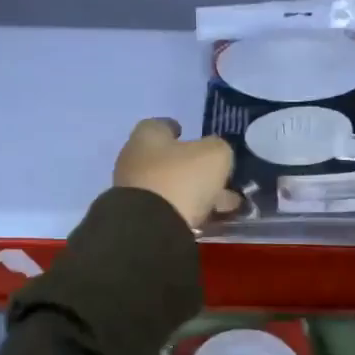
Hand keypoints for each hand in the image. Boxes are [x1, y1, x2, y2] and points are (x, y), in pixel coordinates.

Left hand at [114, 118, 237, 229]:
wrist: (150, 229)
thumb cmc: (181, 179)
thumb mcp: (214, 155)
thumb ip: (218, 148)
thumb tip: (215, 154)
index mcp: (147, 136)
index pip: (160, 125)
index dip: (177, 129)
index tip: (192, 137)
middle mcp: (133, 159)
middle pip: (167, 159)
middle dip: (193, 168)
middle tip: (218, 178)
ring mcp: (132, 191)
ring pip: (169, 186)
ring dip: (194, 193)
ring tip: (222, 205)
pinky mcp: (136, 217)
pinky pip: (166, 209)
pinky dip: (185, 211)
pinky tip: (206, 219)